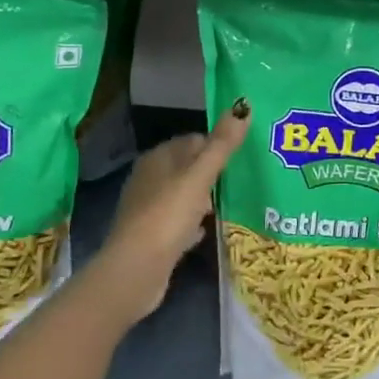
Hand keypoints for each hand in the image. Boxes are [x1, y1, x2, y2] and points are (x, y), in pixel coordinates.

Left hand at [95, 101, 249, 320]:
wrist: (135, 271)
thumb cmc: (167, 216)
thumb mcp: (199, 177)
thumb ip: (222, 145)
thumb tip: (242, 107)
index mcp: (158, 158)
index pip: (193, 140)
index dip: (217, 146)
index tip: (243, 158)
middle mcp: (149, 178)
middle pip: (188, 168)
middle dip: (213, 173)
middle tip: (243, 180)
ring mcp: (148, 208)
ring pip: (184, 195)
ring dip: (204, 199)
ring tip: (232, 203)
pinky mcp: (151, 236)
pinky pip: (178, 221)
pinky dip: (193, 223)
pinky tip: (207, 230)